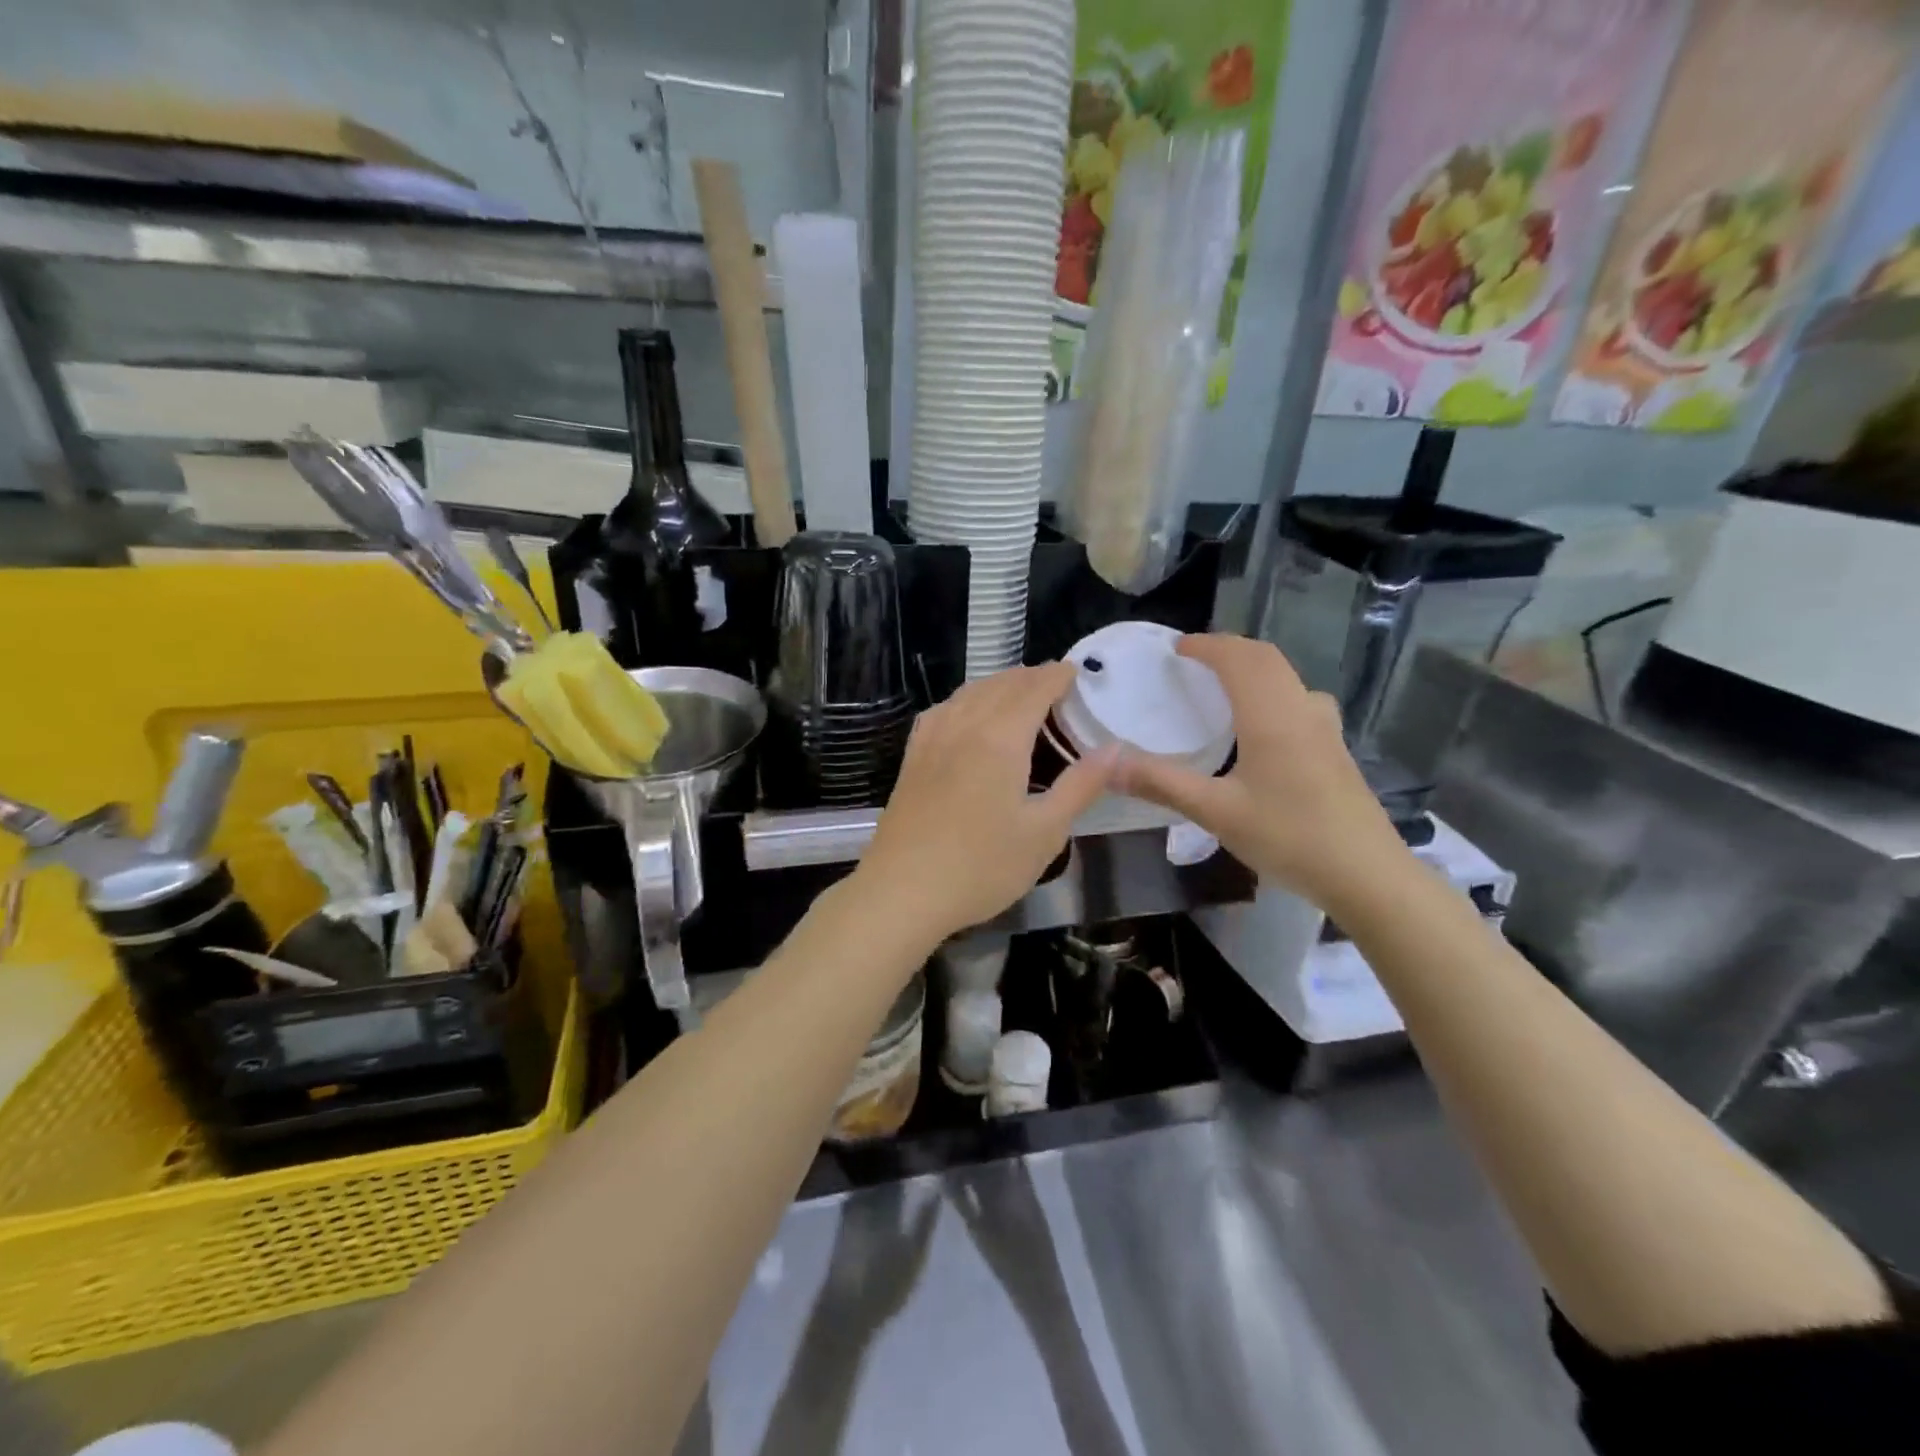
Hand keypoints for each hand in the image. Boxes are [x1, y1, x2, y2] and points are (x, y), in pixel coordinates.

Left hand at [850, 663, 1116, 944]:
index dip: (1058, 676)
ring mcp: (932, 739)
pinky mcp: (913, 757)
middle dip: (1031, 677)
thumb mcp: (1044, 832)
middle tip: (1056, 683)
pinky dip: (965, 700)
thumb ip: (1081, 785)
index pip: (1034, 689)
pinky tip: (967, 713)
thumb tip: (1116, 748)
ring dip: (998, 684)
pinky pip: (943, 710)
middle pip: (1001, 685)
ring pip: (969, 693)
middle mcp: (964, 725)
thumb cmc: (981, 867)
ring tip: (1019, 692)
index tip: (1077, 672)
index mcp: (1001, 738)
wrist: (902, 891)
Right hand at [1114, 634, 1405, 911]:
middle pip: (1266, 659)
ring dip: (1253, 669)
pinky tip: (1260, 726)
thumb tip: (1109, 764)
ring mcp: (1325, 728)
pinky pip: (1298, 699)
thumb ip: (1161, 783)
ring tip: (1224, 686)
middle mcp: (1301, 709)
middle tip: (1195, 660)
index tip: (1176, 648)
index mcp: (1271, 715)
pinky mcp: (1335, 749)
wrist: (1367, 874)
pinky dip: (1270, 691)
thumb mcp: (1216, 812)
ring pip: (1286, 678)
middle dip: (1229, 650)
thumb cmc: (1289, 837)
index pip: (1238, 658)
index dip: (1207, 645)